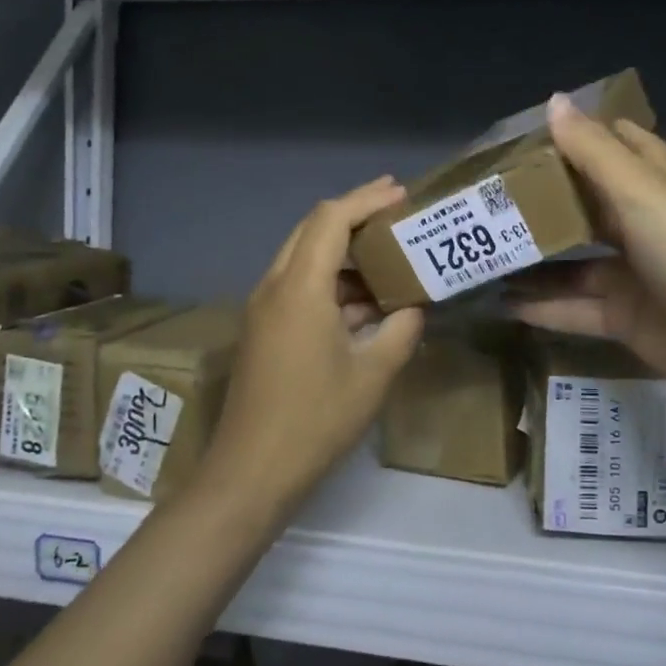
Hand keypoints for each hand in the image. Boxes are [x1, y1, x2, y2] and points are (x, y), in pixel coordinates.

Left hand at [203, 177, 425, 517]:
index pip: (331, 219)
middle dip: (353, 213)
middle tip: (394, 210)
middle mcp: (275, 286)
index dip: (367, 199)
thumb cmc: (316, 420)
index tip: (401, 193)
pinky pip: (299, 286)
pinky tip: (365, 301)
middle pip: (313, 229)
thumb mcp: (373, 373)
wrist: (251, 472)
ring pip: (304, 257)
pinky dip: (331, 281)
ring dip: (343, 251)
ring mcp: (264, 308)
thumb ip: (400, 329)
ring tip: (388, 255)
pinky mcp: (264, 329)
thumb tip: (414, 307)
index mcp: (300, 287)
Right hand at [505, 96, 665, 410]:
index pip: (615, 146)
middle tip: (488, 198)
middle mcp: (642, 225)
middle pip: (585, 206)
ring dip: (534, 259)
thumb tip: (554, 100)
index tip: (525, 138)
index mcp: (653, 185)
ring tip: (482, 254)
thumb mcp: (641, 191)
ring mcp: (633, 274)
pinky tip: (501, 303)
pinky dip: (542, 307)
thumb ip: (593, 150)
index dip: (576, 137)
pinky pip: (575, 308)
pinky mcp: (625, 317)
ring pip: (573, 263)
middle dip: (542, 203)